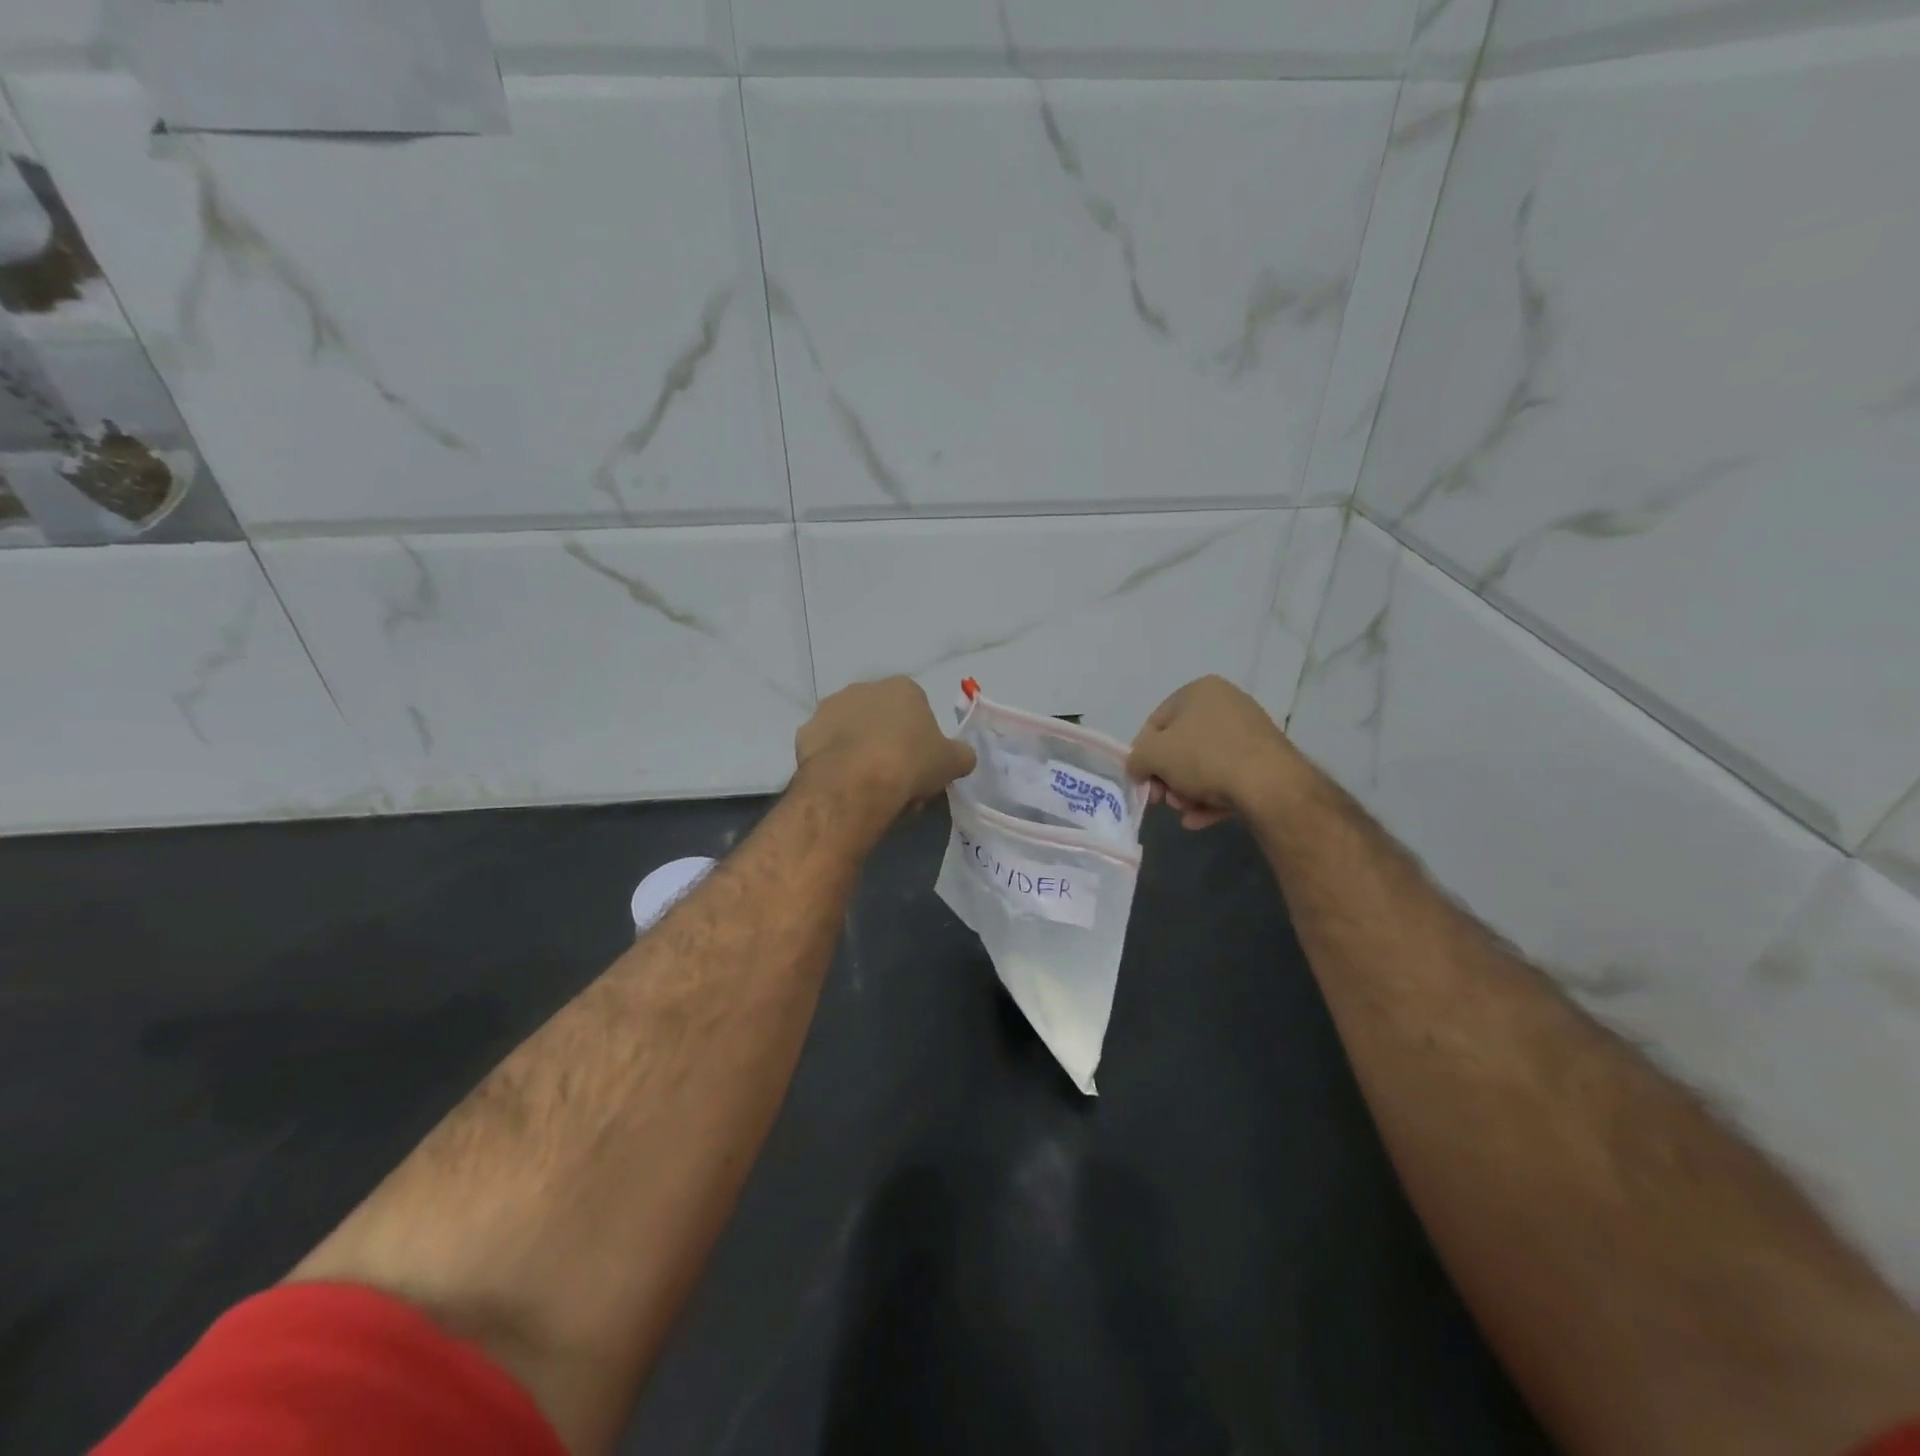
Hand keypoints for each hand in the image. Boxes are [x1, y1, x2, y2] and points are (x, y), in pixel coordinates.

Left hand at [796, 677, 976, 811]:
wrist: (856, 783)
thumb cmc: (910, 764)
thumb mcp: (952, 763)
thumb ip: (960, 755)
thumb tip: (961, 757)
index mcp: (903, 688)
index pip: (918, 710)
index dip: (921, 741)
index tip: (921, 767)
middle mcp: (864, 688)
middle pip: (883, 720)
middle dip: (890, 747)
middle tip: (898, 782)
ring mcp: (830, 708)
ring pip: (853, 733)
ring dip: (861, 753)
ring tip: (869, 789)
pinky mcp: (805, 732)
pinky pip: (827, 749)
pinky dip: (835, 764)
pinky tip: (844, 787)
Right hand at [1127, 676, 1301, 828]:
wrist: (1269, 784)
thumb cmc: (1203, 758)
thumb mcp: (1153, 755)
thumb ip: (1136, 759)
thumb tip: (1138, 768)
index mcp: (1199, 691)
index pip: (1156, 722)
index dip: (1143, 754)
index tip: (1142, 781)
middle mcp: (1226, 703)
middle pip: (1181, 746)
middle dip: (1168, 778)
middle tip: (1164, 800)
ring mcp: (1249, 732)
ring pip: (1204, 765)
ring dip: (1187, 791)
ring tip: (1186, 812)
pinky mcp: (1266, 760)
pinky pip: (1228, 777)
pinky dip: (1211, 798)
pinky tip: (1199, 820)